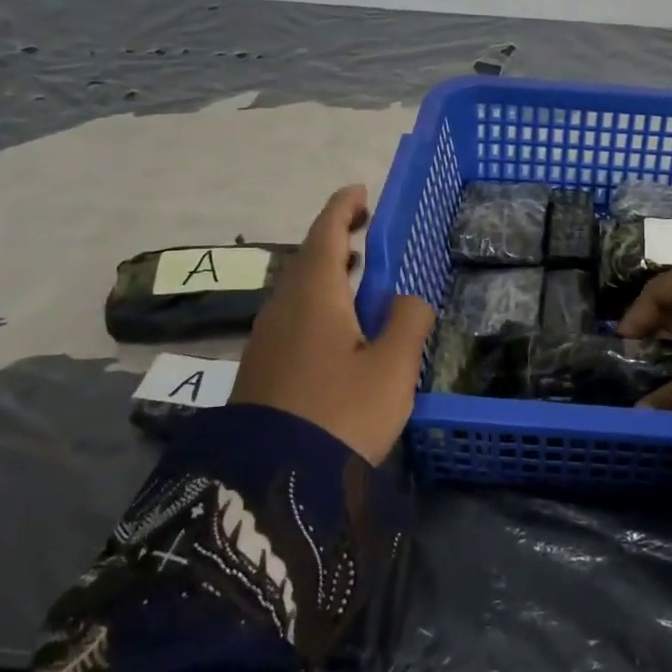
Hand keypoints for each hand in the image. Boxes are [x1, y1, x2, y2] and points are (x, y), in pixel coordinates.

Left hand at [231, 185, 435, 463]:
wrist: (272, 481)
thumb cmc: (341, 413)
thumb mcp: (392, 368)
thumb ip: (409, 322)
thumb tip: (410, 298)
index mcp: (315, 294)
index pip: (327, 233)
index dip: (343, 208)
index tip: (360, 191)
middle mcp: (284, 306)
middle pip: (308, 257)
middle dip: (336, 237)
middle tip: (364, 229)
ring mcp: (267, 337)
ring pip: (298, 288)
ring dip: (326, 271)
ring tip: (356, 273)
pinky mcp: (262, 366)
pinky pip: (292, 315)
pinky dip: (317, 301)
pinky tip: (336, 325)